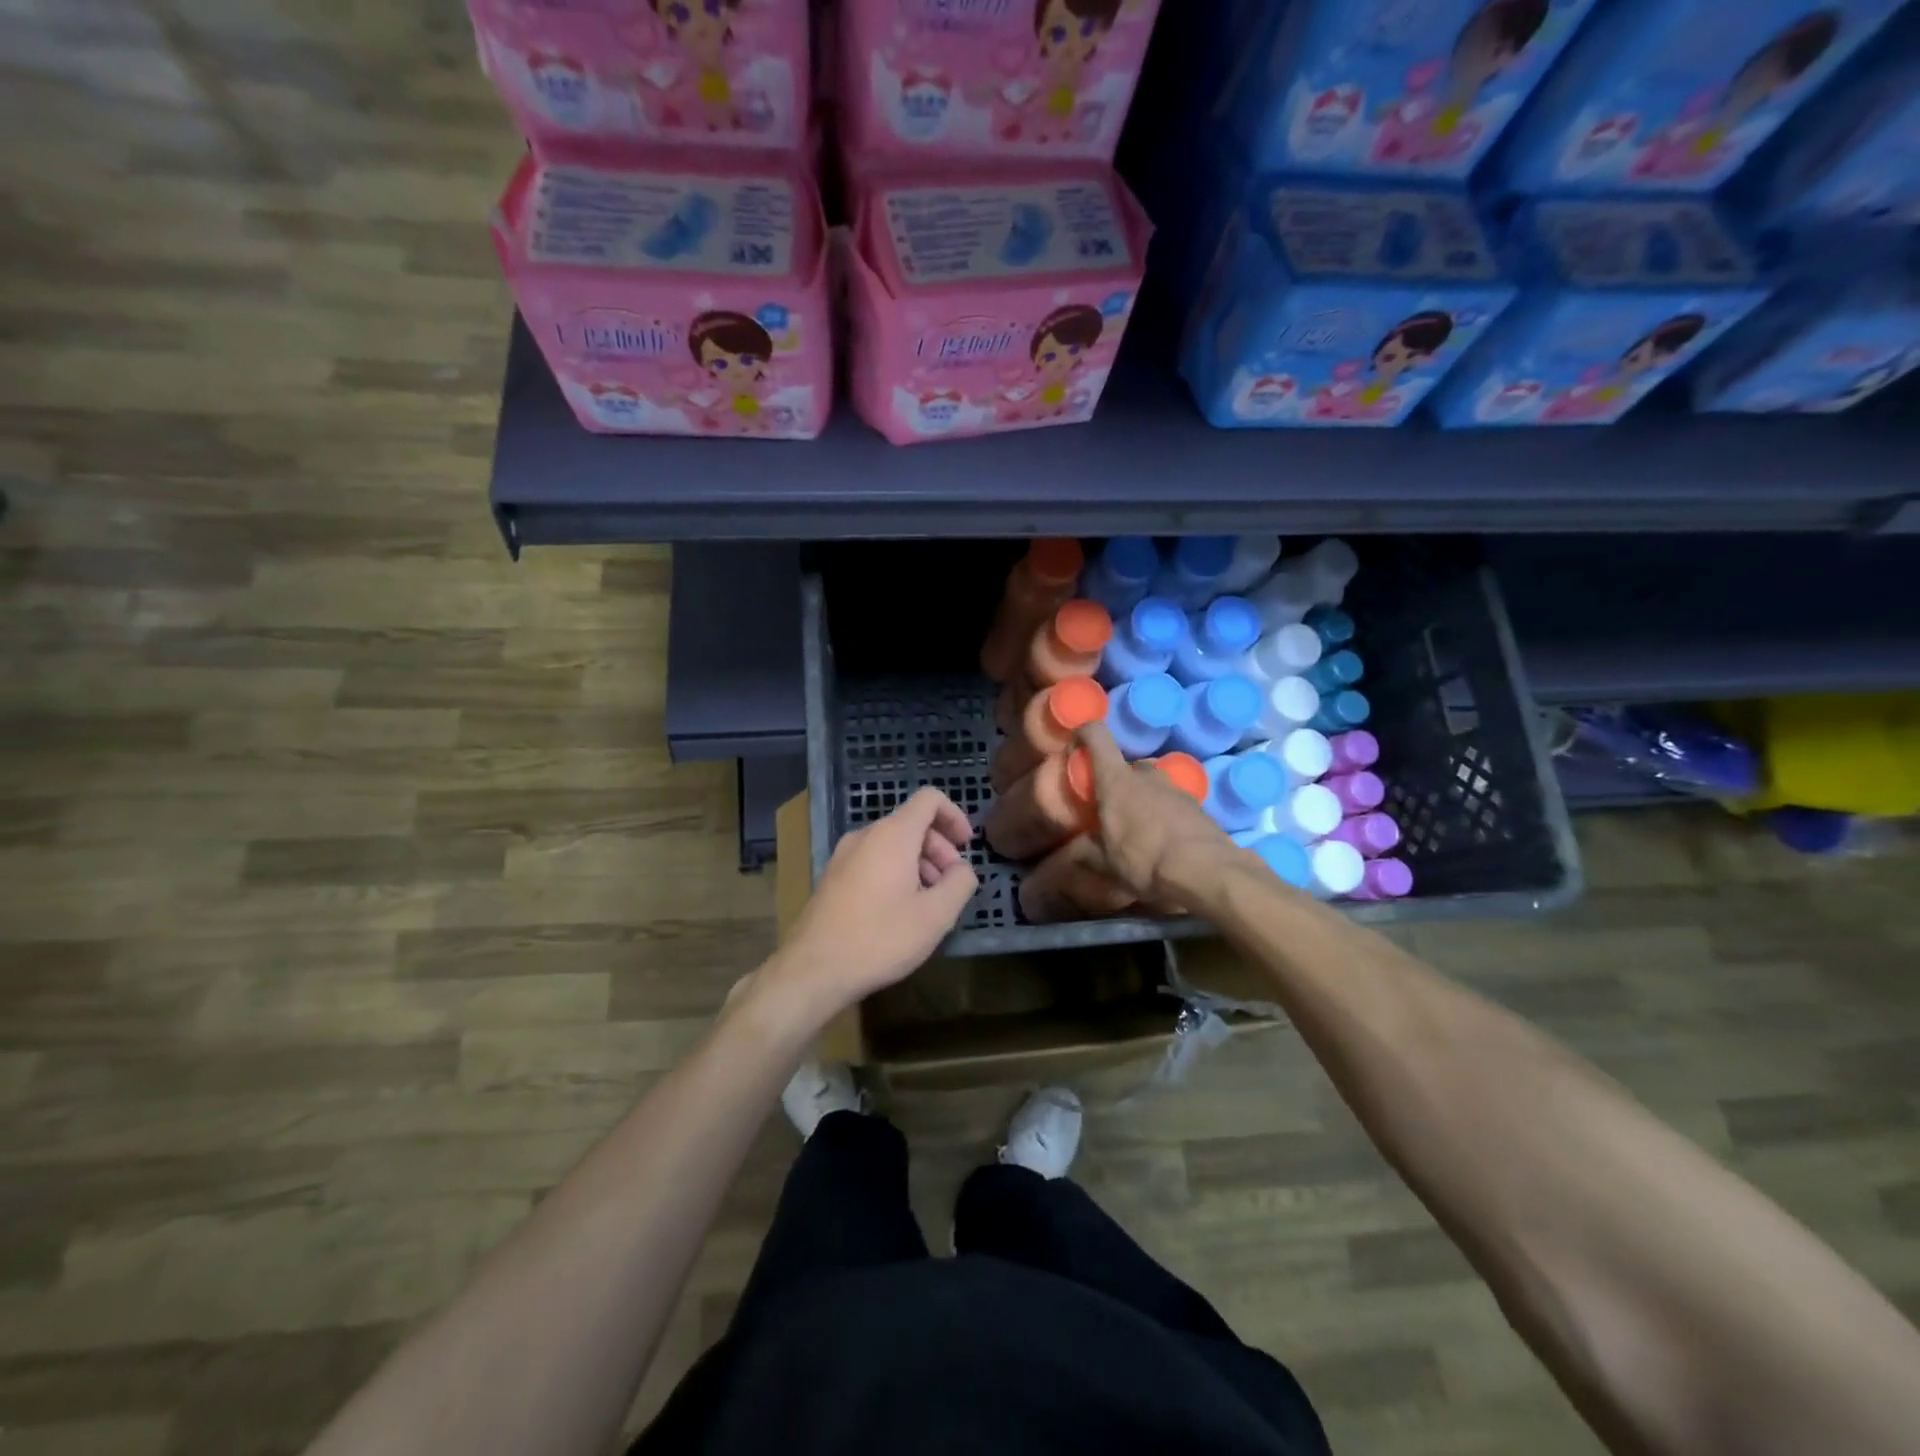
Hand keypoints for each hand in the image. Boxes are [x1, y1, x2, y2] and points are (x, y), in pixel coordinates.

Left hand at [774, 787, 978, 1017]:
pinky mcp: (833, 877)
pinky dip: (896, 872)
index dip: (954, 816)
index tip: (967, 847)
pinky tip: (901, 911)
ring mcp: (844, 855)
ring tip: (929, 902)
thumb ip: (960, 883)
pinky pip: (873, 860)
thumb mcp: (936, 916)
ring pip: (892, 844)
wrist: (813, 969)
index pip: (929, 799)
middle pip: (912, 823)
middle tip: (952, 885)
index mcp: (892, 835)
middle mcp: (865, 835)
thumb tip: (962, 869)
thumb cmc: (880, 938)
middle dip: (939, 847)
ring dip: (919, 863)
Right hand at [1075, 722, 1236, 909]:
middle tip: (1112, 805)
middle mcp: (1146, 775)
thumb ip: (1084, 851)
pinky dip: (1166, 812)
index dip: (1085, 733)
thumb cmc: (1144, 859)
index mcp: (1116, 780)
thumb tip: (1067, 855)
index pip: (1097, 735)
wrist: (1204, 870)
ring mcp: (1175, 787)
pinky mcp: (1198, 805)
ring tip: (1140, 825)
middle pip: (1128, 764)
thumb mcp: (1105, 862)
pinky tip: (1165, 837)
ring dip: (1144, 796)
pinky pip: (1174, 800)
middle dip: (1119, 780)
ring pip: (1153, 782)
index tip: (1076, 746)